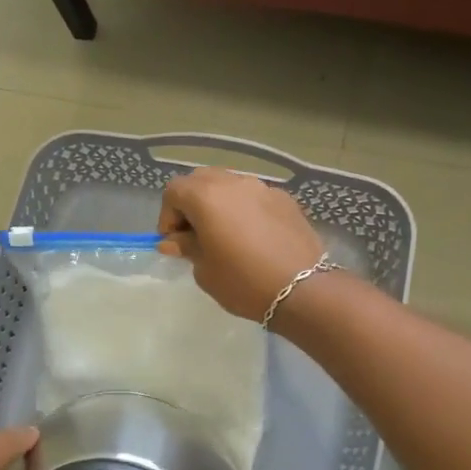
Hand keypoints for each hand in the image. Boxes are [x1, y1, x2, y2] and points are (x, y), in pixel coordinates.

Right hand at [158, 166, 325, 321]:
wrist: (302, 289)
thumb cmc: (243, 281)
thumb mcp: (204, 269)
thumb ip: (186, 247)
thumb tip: (173, 242)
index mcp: (206, 197)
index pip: (174, 190)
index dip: (168, 215)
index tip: (174, 242)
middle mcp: (233, 183)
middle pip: (200, 180)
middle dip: (191, 203)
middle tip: (194, 234)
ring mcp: (262, 188)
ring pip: (229, 184)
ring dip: (218, 204)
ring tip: (224, 234)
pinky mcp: (285, 199)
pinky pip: (254, 196)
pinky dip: (244, 209)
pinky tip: (252, 237)